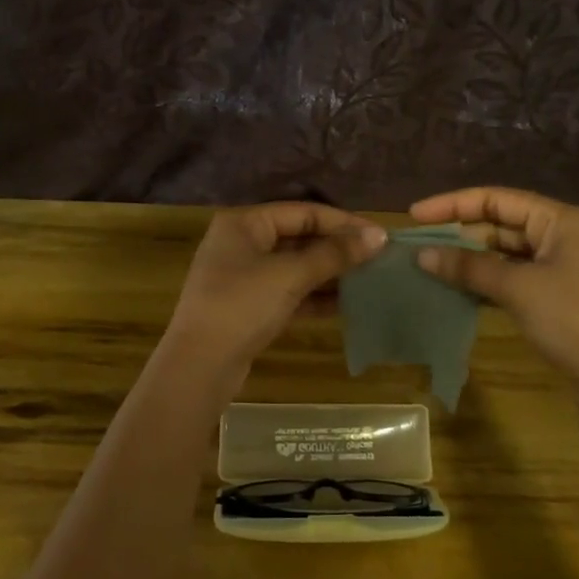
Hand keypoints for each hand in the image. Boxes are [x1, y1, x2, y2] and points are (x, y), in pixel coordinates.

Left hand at [165, 203, 385, 383]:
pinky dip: (315, 297)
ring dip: (330, 273)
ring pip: (295, 267)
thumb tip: (379, 235)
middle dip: (337, 248)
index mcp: (244, 223)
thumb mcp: (290, 276)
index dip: (342, 222)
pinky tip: (347, 305)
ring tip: (370, 280)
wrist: (199, 366)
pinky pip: (289, 293)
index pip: (302, 212)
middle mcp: (241, 243)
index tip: (379, 236)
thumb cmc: (242, 306)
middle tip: (378, 258)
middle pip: (299, 237)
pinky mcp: (249, 307)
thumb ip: (334, 254)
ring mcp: (243, 277)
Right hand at [409, 187, 578, 389]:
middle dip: (459, 234)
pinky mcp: (558, 299)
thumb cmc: (575, 319)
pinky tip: (458, 292)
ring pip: (505, 254)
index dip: (453, 204)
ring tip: (430, 268)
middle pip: (501, 224)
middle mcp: (562, 236)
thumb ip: (468, 268)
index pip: (496, 199)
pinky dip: (486, 283)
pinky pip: (513, 279)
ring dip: (470, 261)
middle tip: (418, 246)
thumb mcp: (518, 288)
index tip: (414, 215)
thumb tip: (422, 255)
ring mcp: (561, 269)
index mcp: (559, 220)